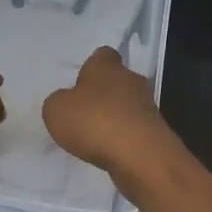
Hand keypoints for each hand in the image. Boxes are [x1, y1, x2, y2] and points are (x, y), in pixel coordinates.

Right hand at [41, 46, 174, 178]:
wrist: (140, 156)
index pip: (102, 55)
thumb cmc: (94, 122)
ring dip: (113, 116)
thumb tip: (67, 102)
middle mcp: (130, 80)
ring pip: (126, 105)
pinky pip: (134, 128)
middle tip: (83, 112)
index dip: (90, 67)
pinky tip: (110, 150)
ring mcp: (147, 106)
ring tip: (94, 136)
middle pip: (116, 80)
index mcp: (106, 66)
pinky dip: (123, 136)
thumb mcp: (56, 110)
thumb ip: (58, 101)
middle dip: (102, 93)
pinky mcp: (155, 131)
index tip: (79, 83)